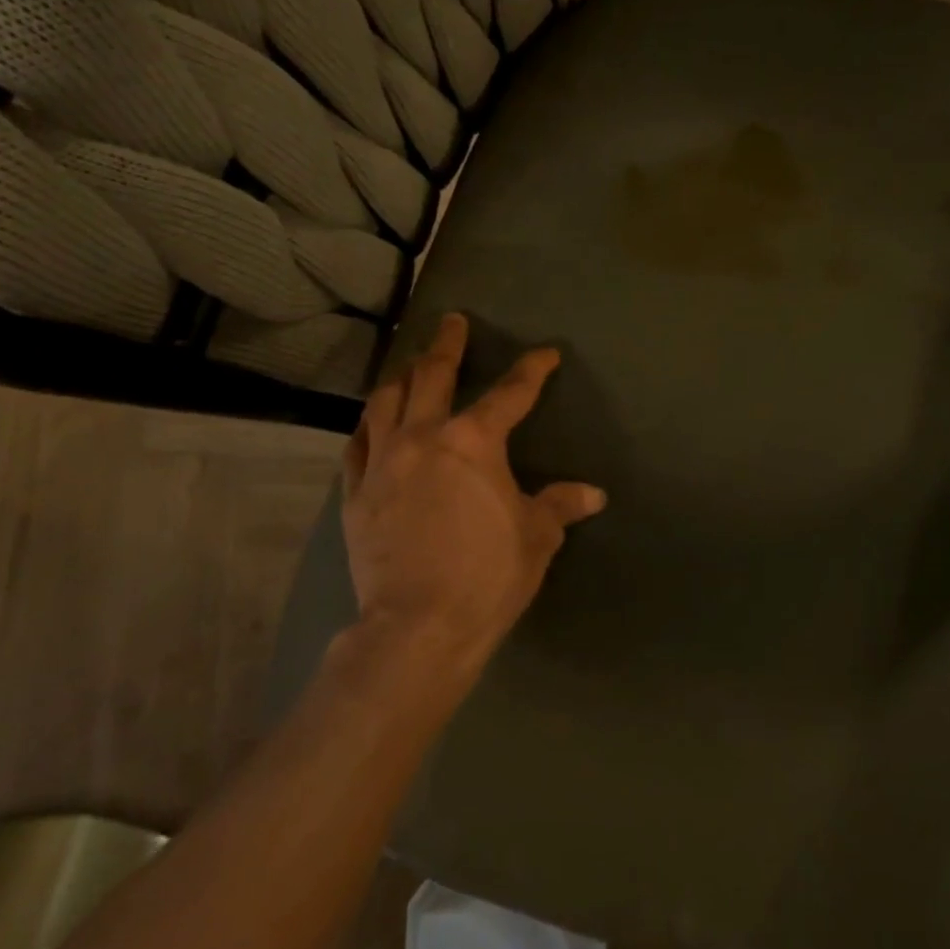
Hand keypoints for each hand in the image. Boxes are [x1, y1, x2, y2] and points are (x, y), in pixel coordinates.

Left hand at [341, 313, 606, 674]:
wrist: (418, 627)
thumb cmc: (488, 575)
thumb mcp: (536, 537)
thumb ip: (560, 505)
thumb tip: (594, 494)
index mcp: (474, 442)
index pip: (511, 393)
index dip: (532, 370)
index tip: (546, 353)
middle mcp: (423, 437)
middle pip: (431, 376)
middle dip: (446, 345)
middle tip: (451, 322)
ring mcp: (383, 463)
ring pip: (385, 402)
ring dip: (400, 376)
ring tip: (408, 364)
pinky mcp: (356, 493)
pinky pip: (357, 445)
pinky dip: (368, 425)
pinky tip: (371, 420)